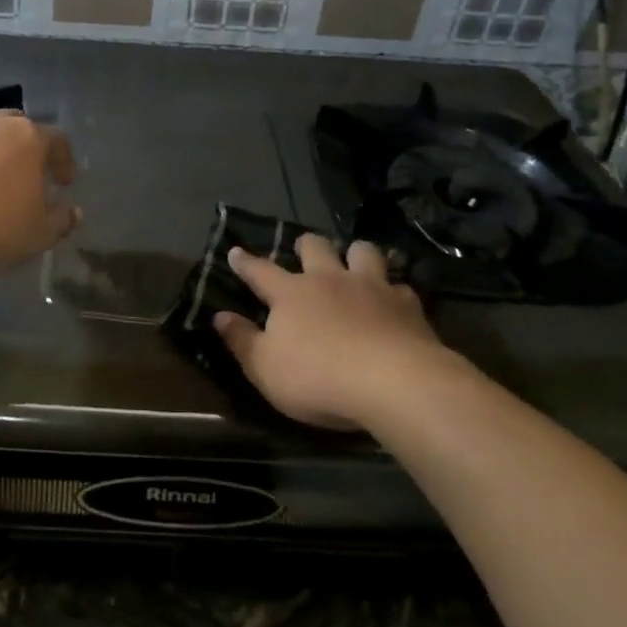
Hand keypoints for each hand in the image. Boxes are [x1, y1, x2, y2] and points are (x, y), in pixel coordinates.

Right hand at [215, 235, 448, 429]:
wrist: (394, 382)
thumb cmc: (319, 378)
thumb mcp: (266, 369)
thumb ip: (242, 341)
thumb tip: (219, 317)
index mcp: (291, 294)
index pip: (260, 271)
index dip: (246, 262)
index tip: (236, 251)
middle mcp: (328, 279)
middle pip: (315, 247)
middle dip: (306, 245)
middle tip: (304, 251)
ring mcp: (370, 286)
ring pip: (362, 251)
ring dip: (355, 254)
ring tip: (354, 264)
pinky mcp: (406, 303)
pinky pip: (399, 286)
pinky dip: (393, 291)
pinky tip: (394, 302)